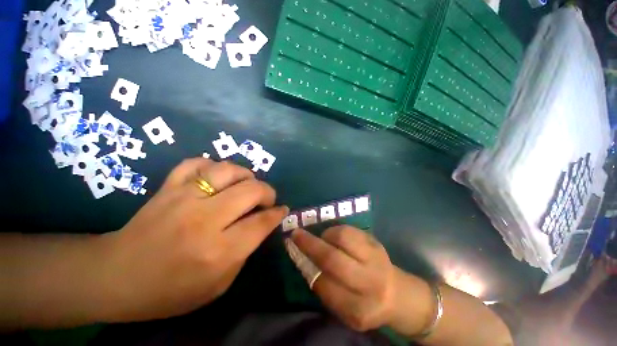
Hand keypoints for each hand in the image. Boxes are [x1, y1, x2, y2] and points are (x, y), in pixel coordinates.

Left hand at [98, 158, 287, 321]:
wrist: (116, 277)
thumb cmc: (170, 291)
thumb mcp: (218, 285)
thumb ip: (245, 251)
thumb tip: (262, 224)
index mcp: (219, 251)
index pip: (262, 222)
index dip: (278, 213)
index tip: (282, 210)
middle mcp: (204, 219)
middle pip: (251, 190)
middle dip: (268, 192)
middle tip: (267, 199)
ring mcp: (183, 198)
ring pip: (228, 170)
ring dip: (246, 176)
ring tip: (246, 185)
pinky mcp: (167, 187)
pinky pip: (197, 163)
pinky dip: (213, 166)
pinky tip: (217, 177)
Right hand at [291, 226, 431, 331]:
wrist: (397, 293)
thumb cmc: (366, 303)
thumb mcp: (345, 309)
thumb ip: (325, 288)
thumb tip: (305, 260)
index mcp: (359, 309)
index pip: (324, 285)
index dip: (307, 266)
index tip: (294, 252)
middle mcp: (370, 283)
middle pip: (333, 259)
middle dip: (310, 244)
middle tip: (297, 234)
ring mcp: (376, 259)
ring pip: (343, 237)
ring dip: (326, 235)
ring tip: (323, 238)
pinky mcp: (377, 243)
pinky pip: (351, 230)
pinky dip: (337, 231)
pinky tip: (336, 237)